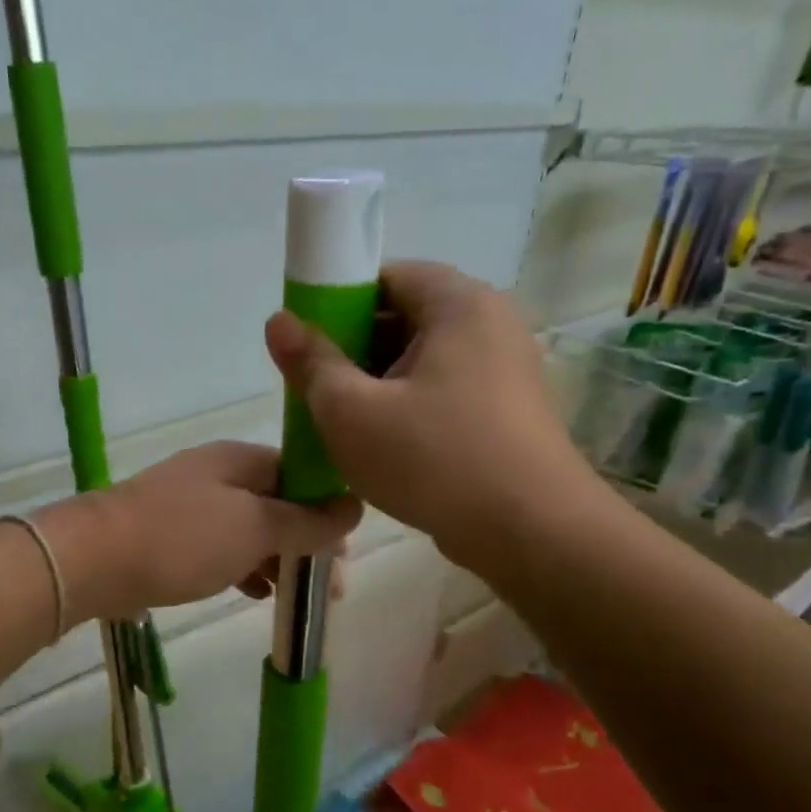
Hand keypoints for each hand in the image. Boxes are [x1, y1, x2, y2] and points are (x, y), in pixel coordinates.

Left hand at [40, 441, 361, 623]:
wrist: (93, 559)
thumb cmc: (183, 538)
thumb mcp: (256, 528)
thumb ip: (307, 521)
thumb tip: (354, 506)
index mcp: (241, 460)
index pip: (301, 474)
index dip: (329, 510)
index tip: (346, 552)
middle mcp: (218, 474)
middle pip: (278, 503)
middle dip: (307, 542)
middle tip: (330, 588)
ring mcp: (191, 504)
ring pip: (251, 528)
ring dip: (278, 558)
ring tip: (298, 598)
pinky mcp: (171, 535)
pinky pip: (222, 547)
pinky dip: (244, 567)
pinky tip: (257, 593)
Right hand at [264, 261, 602, 563]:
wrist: (532, 533)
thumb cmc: (434, 460)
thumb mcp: (352, 412)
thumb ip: (311, 362)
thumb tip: (278, 321)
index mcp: (459, 304)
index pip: (386, 277)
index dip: (338, 305)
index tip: (310, 347)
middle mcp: (491, 323)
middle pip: (405, 317)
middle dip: (355, 351)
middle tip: (319, 392)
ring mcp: (506, 368)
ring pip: (423, 360)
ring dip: (379, 385)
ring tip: (347, 426)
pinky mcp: (509, 409)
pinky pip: (445, 390)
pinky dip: (410, 407)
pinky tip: (386, 446)